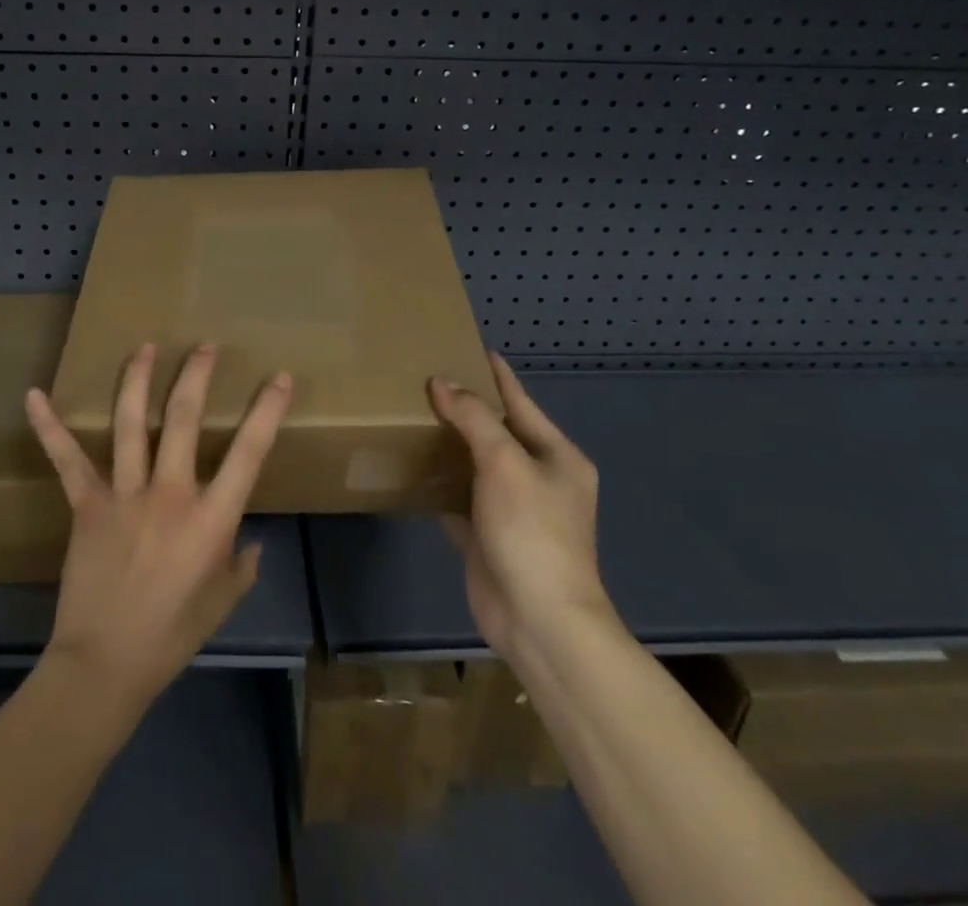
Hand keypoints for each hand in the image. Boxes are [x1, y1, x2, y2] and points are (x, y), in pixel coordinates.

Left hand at [25, 343, 290, 716]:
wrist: (106, 664)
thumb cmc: (172, 634)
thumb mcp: (222, 601)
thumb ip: (242, 565)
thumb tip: (250, 542)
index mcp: (211, 518)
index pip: (249, 451)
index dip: (268, 410)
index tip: (278, 378)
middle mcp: (170, 493)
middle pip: (183, 418)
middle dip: (196, 375)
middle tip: (205, 346)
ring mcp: (124, 494)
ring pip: (130, 423)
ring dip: (138, 380)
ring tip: (145, 347)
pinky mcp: (87, 504)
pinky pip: (66, 459)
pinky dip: (49, 426)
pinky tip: (35, 395)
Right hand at [428, 352, 610, 668]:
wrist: (539, 621)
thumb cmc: (532, 532)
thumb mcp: (505, 463)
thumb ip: (474, 418)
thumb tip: (442, 382)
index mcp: (556, 456)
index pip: (520, 401)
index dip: (496, 374)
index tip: (469, 347)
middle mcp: (538, 478)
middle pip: (496, 432)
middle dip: (465, 407)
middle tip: (425, 379)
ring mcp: (513, 510)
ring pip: (475, 464)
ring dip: (449, 444)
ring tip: (412, 414)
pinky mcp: (488, 536)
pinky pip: (459, 498)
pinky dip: (439, 483)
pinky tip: (412, 467)